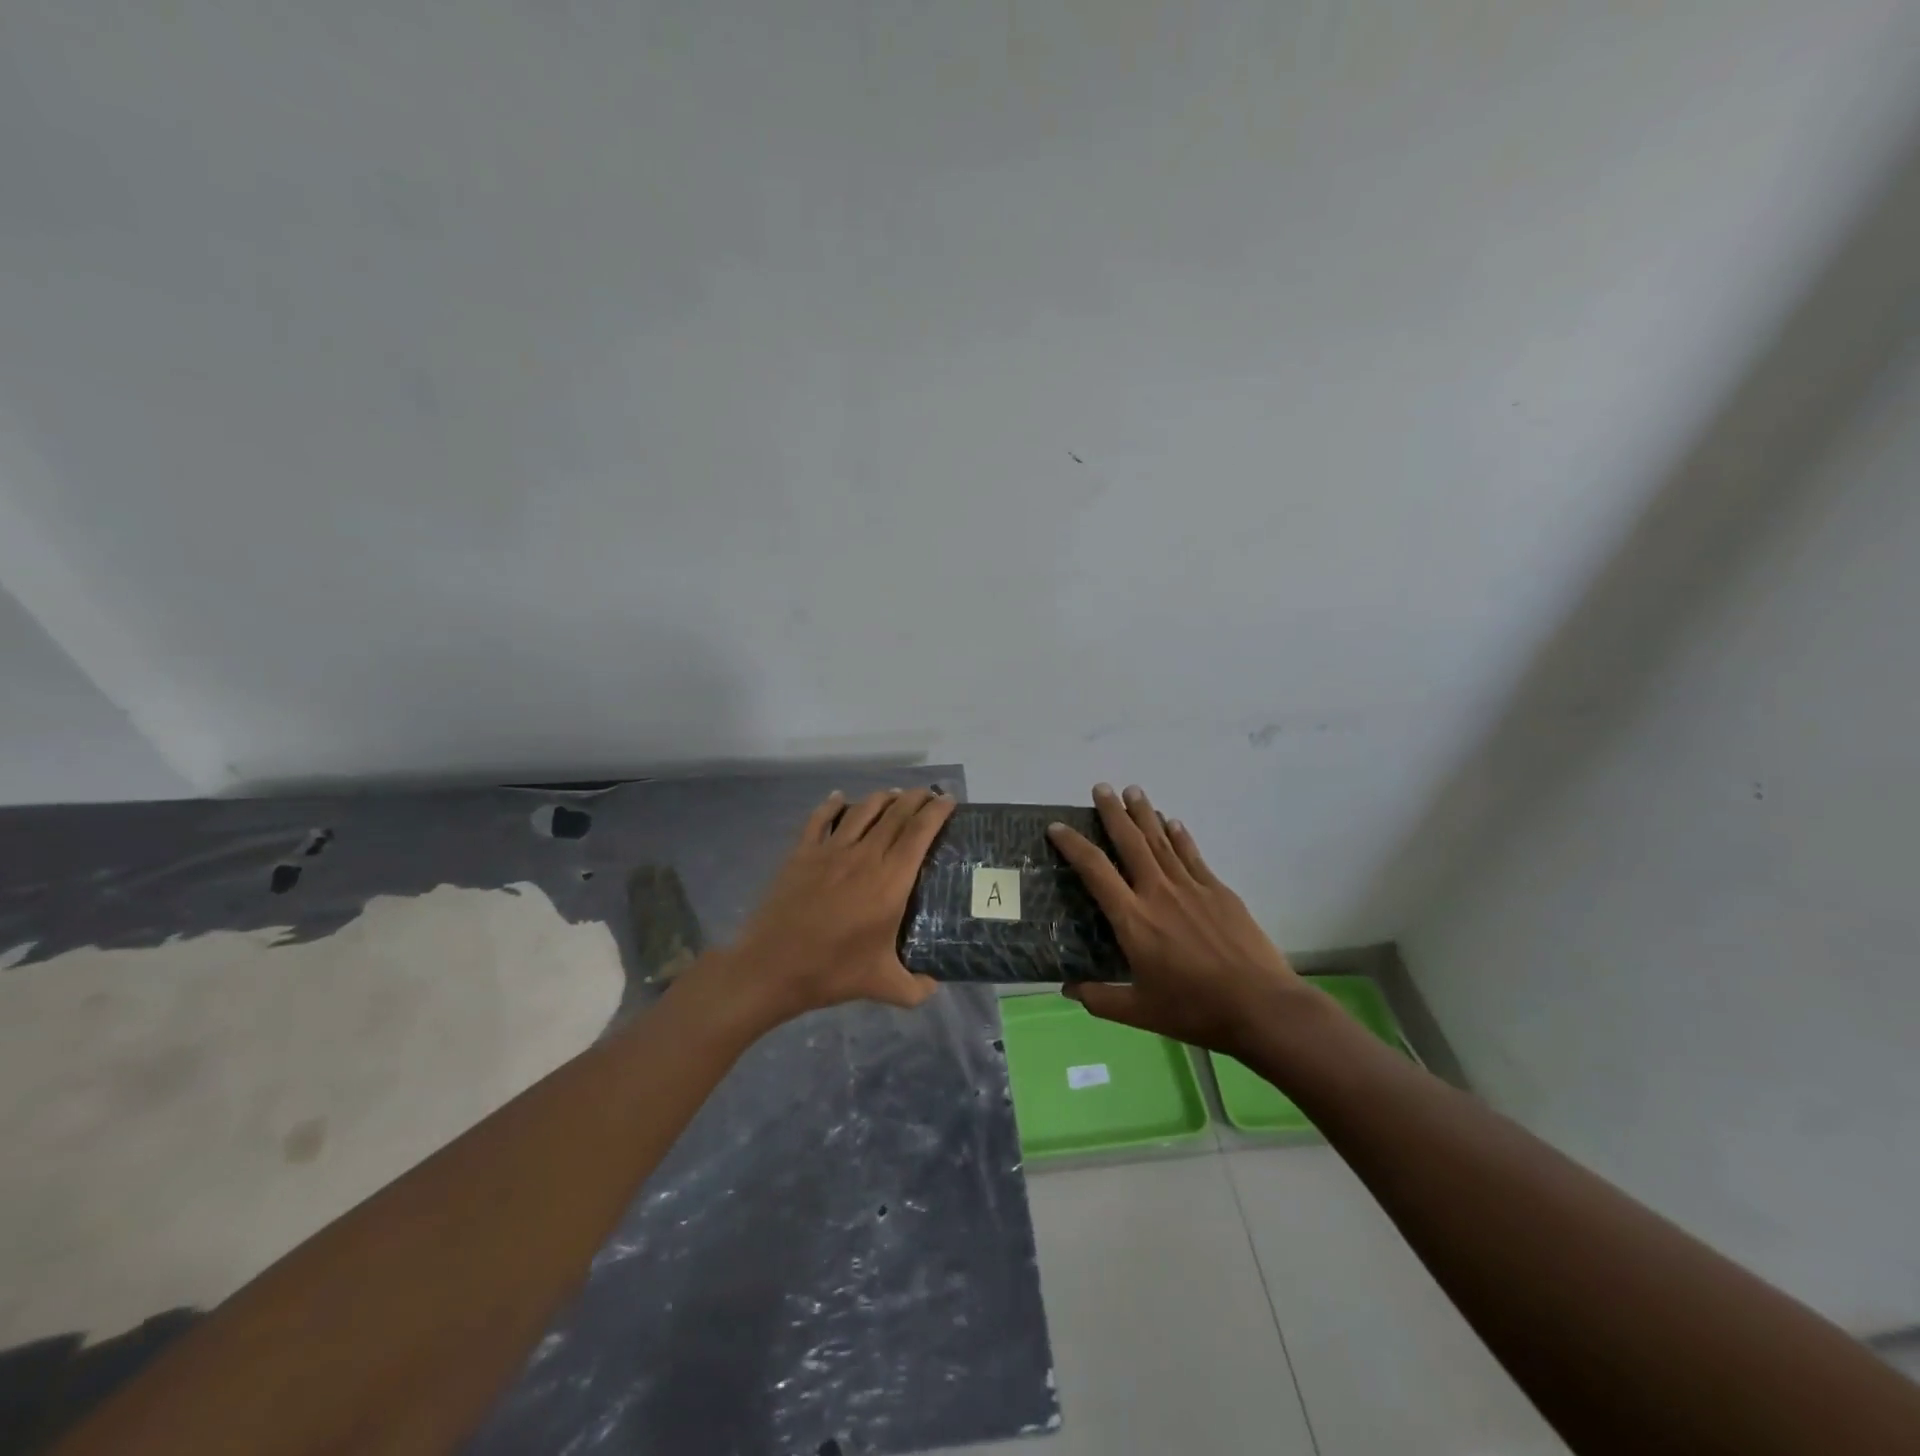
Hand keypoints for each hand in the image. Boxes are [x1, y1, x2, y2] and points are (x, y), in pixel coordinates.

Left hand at [691, 787, 957, 1026]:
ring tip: (895, 795)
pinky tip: (840, 798)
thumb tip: (935, 985)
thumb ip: (917, 988)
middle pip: (896, 814)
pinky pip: (821, 818)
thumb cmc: (832, 972)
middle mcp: (865, 856)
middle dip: (916, 798)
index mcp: (891, 881)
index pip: (920, 832)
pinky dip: (833, 804)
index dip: (937, 811)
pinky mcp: (802, 853)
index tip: (949, 800)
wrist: (771, 967)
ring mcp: (830, 850)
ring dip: (882, 798)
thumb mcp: (884, 986)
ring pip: (862, 810)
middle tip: (929, 794)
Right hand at [1046, 783, 1307, 1059]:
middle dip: (1113, 812)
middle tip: (1101, 787)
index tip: (1057, 826)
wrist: (1260, 1006)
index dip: (1073, 845)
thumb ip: (1100, 998)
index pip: (1095, 871)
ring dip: (1145, 814)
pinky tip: (1173, 822)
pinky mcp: (1219, 891)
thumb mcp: (1139, 1012)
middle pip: (1130, 842)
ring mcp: (1192, 888)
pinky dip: (1180, 835)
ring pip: (1162, 841)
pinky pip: (1193, 855)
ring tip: (1133, 791)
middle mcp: (1158, 892)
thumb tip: (1066, 988)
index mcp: (1133, 919)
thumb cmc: (1195, 1010)